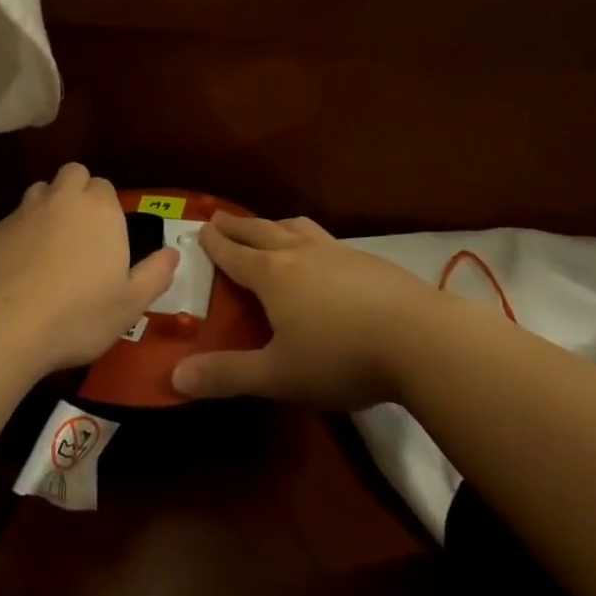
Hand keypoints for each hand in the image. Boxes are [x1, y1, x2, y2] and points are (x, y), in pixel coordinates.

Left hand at [0, 164, 178, 375]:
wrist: (4, 325)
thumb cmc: (78, 314)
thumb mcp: (130, 304)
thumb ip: (155, 274)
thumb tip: (173, 253)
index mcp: (99, 209)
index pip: (105, 186)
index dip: (106, 207)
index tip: (107, 236)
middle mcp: (61, 199)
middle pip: (72, 174)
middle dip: (77, 191)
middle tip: (81, 230)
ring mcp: (23, 212)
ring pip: (40, 192)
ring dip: (48, 207)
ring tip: (50, 245)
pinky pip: (12, 221)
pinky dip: (19, 235)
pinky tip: (19, 268)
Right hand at [172, 211, 432, 408]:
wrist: (420, 339)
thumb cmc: (340, 357)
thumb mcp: (278, 375)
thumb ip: (228, 375)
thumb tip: (175, 377)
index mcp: (272, 275)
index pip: (235, 254)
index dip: (215, 243)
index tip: (201, 228)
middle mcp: (300, 254)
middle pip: (262, 232)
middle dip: (238, 226)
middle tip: (221, 218)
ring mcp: (338, 253)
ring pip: (298, 229)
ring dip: (276, 226)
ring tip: (270, 228)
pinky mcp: (370, 261)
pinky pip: (328, 241)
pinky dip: (311, 240)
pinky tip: (323, 257)